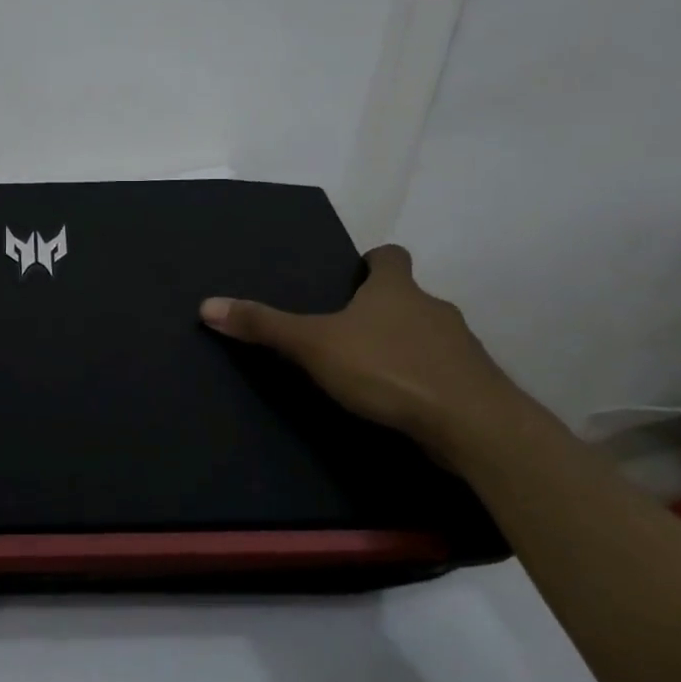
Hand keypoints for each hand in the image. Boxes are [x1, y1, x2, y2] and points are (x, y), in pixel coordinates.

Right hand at [200, 244, 516, 449]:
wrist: (473, 425)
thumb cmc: (389, 369)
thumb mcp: (314, 345)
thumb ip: (264, 326)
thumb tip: (207, 304)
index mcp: (396, 290)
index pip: (391, 257)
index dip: (374, 261)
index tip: (356, 274)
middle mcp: (434, 309)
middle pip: (407, 298)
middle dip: (381, 310)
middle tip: (346, 330)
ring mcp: (460, 348)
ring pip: (427, 336)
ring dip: (403, 346)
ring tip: (370, 371)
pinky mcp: (473, 385)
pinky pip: (442, 372)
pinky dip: (422, 379)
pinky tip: (400, 402)